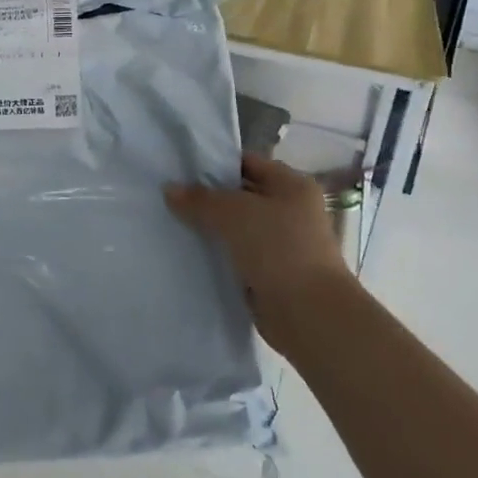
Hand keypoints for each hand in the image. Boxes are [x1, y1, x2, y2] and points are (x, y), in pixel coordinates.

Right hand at [165, 154, 359, 357]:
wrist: (309, 313)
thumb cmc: (278, 248)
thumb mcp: (234, 213)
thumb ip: (200, 199)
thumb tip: (169, 189)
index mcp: (292, 185)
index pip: (248, 163)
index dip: (216, 164)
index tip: (181, 169)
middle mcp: (291, 210)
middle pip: (242, 195)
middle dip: (208, 198)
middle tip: (169, 196)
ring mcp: (282, 243)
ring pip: (237, 227)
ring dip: (211, 228)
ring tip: (172, 222)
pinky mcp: (271, 272)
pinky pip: (238, 254)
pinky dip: (218, 253)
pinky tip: (189, 251)